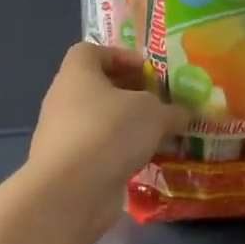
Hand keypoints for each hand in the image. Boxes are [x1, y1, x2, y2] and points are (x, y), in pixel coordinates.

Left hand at [26, 43, 188, 236]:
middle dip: (131, 95)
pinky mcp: (67, 167)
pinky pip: (97, 152)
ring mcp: (62, 135)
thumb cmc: (110, 132)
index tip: (149, 73)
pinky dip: (119, 154)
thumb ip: (171, 110)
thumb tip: (183, 114)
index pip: (92, 51)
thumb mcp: (153, 113)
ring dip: (127, 127)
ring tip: (158, 136)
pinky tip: (144, 162)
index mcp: (77, 73)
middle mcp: (63, 99)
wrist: (71, 191)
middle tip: (161, 105)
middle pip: (98, 88)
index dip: (122, 57)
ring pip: (100, 122)